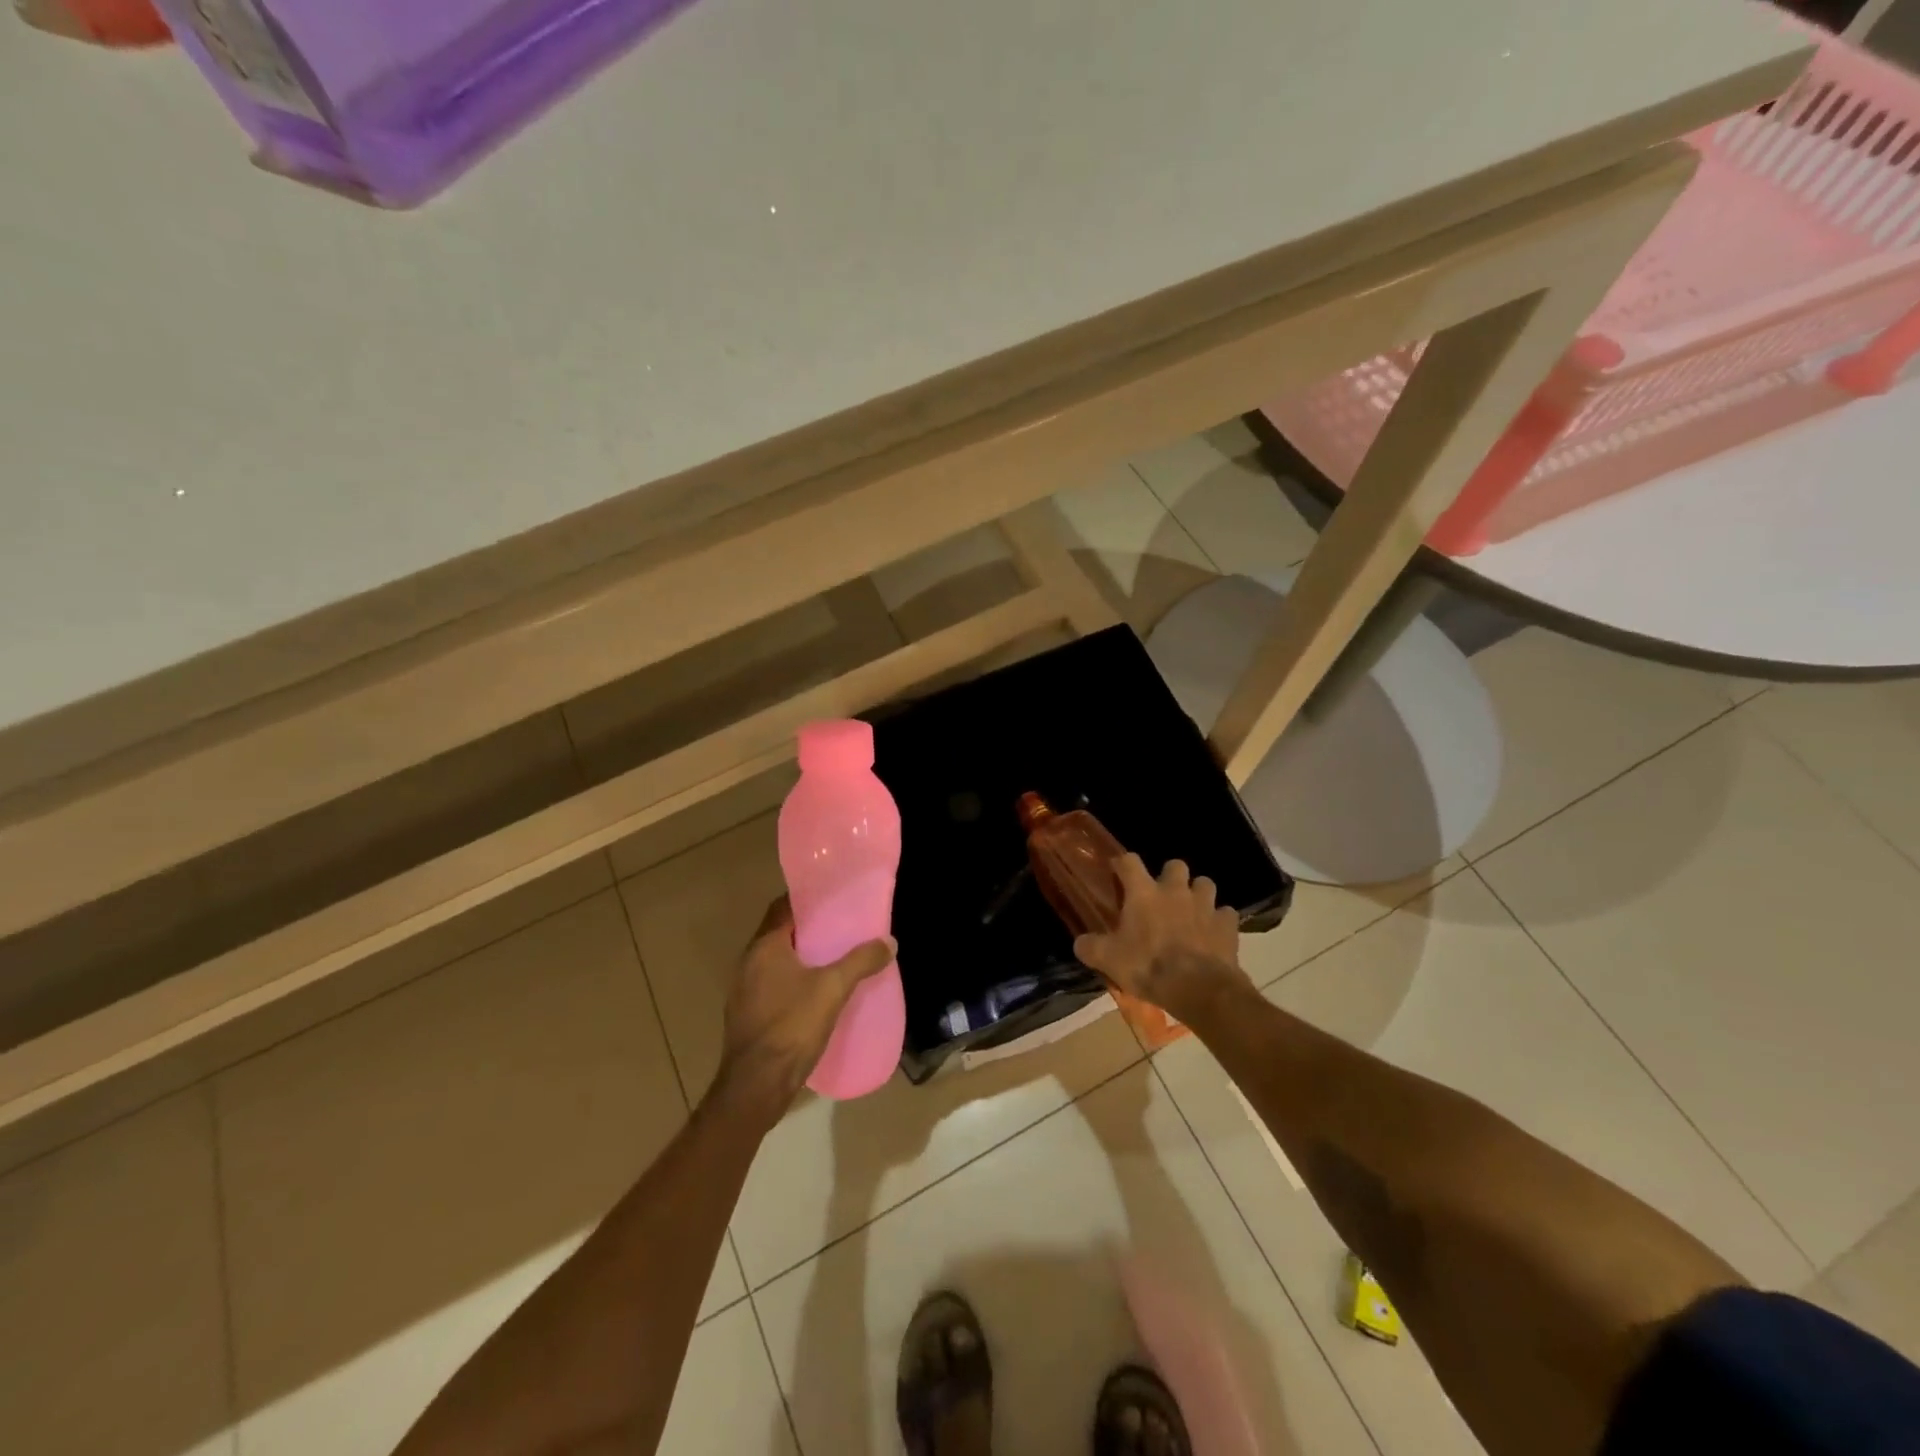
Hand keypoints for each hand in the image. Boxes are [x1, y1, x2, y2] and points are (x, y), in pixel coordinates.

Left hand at [714, 897, 895, 1117]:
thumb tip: (889, 942)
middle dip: (809, 929)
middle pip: (780, 934)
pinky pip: (772, 986)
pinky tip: (816, 994)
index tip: (832, 899)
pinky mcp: (747, 1016)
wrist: (756, 1086)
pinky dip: (793, 982)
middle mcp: (748, 962)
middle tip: (841, 928)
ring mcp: (744, 991)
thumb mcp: (833, 989)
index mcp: (765, 947)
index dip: (807, 900)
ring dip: (801, 958)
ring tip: (834, 959)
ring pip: (776, 962)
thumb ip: (861, 961)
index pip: (783, 908)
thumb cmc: (792, 1026)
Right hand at [1073, 855, 1244, 1015]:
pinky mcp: (1227, 924)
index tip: (1119, 872)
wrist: (1199, 989)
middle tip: (1162, 896)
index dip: (1123, 864)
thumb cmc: (1148, 967)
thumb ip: (1090, 947)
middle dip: (1170, 876)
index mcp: (1143, 893)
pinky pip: (1225, 913)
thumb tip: (1079, 943)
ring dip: (1197, 894)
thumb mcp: (1109, 961)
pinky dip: (1219, 920)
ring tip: (1191, 911)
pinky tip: (1213, 933)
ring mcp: (1205, 905)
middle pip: (1175, 864)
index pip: (1130, 861)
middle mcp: (1175, 890)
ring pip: (1205, 883)